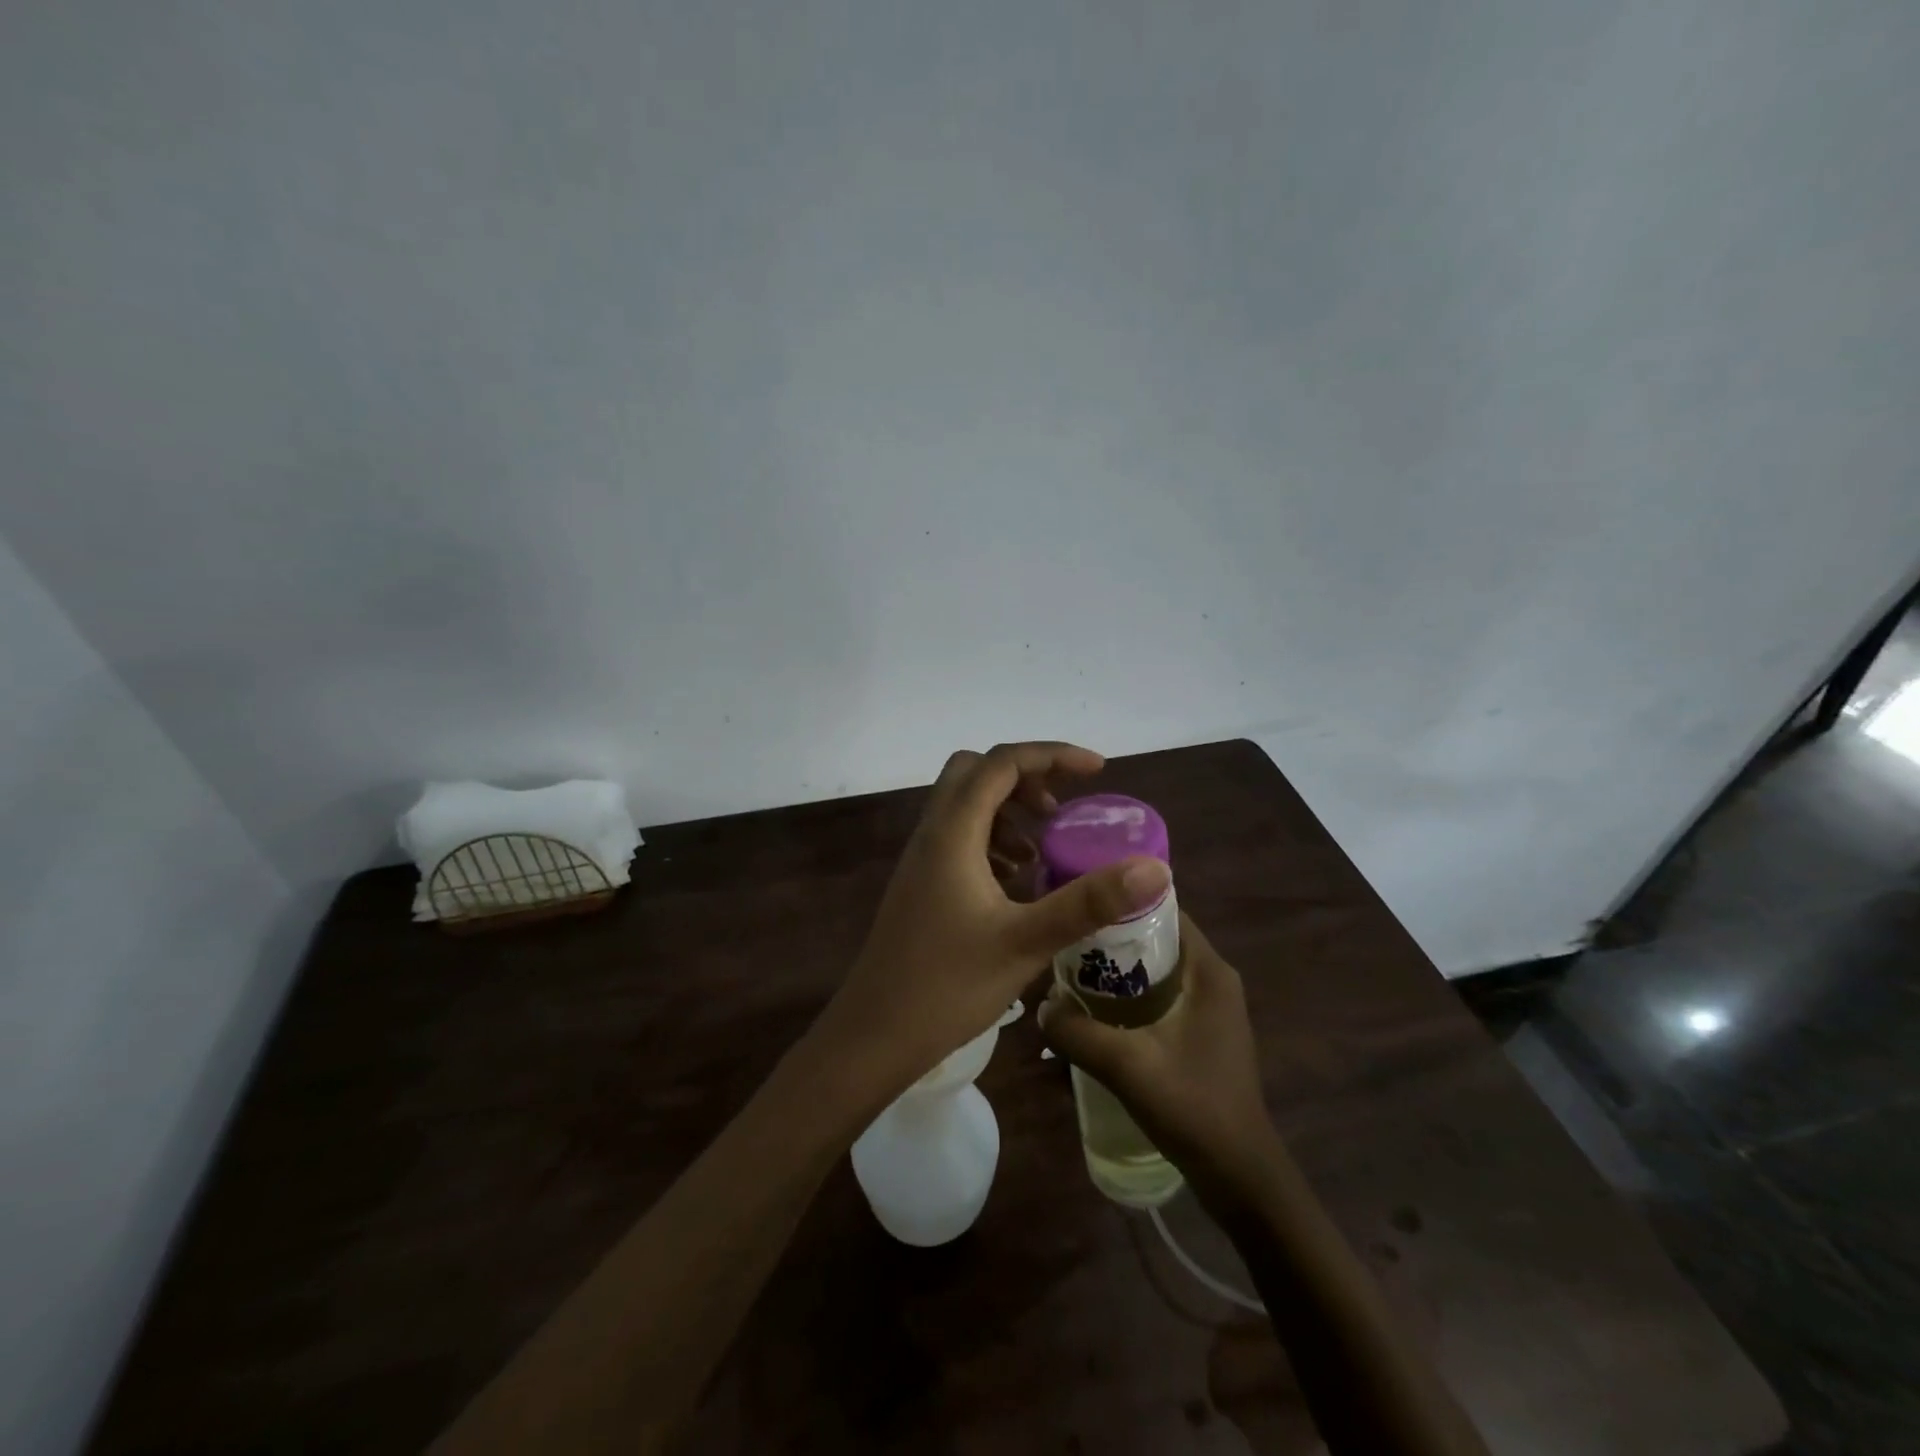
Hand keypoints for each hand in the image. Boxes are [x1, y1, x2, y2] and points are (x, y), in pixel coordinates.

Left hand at [820, 743, 1170, 1090]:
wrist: (873, 1035)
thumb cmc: (947, 986)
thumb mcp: (1026, 942)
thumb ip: (1088, 901)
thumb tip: (1154, 868)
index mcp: (952, 833)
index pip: (1002, 763)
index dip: (1053, 755)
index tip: (1099, 772)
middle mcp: (932, 834)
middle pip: (976, 773)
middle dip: (1025, 779)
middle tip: (1061, 813)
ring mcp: (921, 860)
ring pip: (965, 806)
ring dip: (1008, 813)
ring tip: (1043, 853)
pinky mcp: (920, 885)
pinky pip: (959, 839)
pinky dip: (992, 842)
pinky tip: (1015, 884)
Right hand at [1038, 914, 1280, 1203]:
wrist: (1239, 1176)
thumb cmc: (1193, 1107)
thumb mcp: (1126, 1065)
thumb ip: (1077, 1032)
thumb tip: (1040, 1007)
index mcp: (1209, 970)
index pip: (1165, 910)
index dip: (1122, 902)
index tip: (1078, 903)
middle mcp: (1214, 978)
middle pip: (1157, 938)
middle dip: (1112, 937)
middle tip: (1065, 940)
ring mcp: (1211, 1006)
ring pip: (1156, 968)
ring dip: (1118, 969)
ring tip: (1070, 972)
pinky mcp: (1202, 1030)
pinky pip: (1161, 994)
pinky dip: (1130, 994)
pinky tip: (1096, 1010)